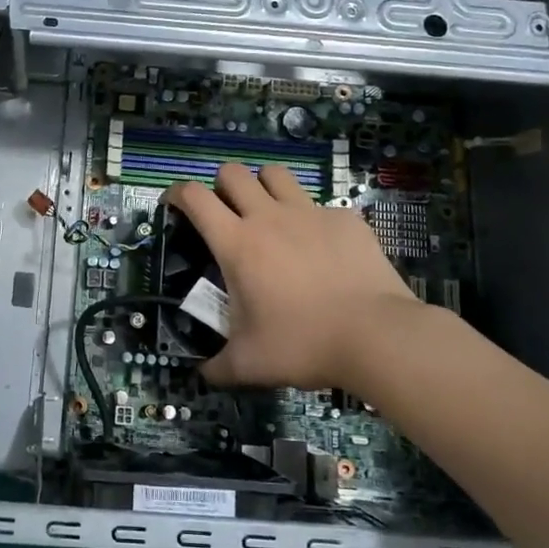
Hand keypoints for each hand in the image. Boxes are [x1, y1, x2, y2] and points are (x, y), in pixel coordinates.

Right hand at [165, 162, 433, 394]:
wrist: (376, 336)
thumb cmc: (303, 344)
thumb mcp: (250, 363)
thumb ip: (219, 367)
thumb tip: (203, 375)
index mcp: (237, 243)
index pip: (194, 197)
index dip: (176, 193)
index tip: (172, 203)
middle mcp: (269, 217)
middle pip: (232, 172)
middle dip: (221, 185)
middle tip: (225, 213)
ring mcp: (310, 213)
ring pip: (275, 174)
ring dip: (264, 187)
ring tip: (269, 214)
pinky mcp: (345, 219)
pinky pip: (320, 205)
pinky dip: (312, 218)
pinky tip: (321, 247)